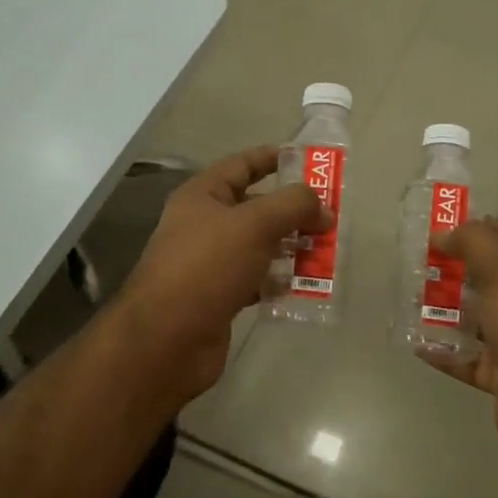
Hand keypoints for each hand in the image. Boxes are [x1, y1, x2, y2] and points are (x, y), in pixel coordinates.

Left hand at [115, 146, 328, 402]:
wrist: (168, 339)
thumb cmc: (208, 266)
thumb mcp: (255, 224)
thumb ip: (293, 206)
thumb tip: (323, 207)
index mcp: (202, 196)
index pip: (241, 165)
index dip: (272, 158)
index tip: (309, 161)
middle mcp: (203, 225)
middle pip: (255, 208)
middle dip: (292, 211)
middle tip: (329, 217)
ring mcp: (210, 263)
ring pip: (259, 246)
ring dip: (291, 248)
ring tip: (325, 252)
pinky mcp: (219, 297)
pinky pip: (256, 280)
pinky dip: (278, 281)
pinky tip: (303, 286)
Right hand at [421, 218, 497, 468]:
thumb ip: (476, 245)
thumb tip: (446, 233)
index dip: (476, 228)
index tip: (437, 227)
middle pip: (488, 278)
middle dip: (453, 269)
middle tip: (415, 264)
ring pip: (474, 318)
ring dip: (443, 309)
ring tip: (407, 300)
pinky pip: (466, 357)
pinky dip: (443, 351)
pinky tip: (415, 343)